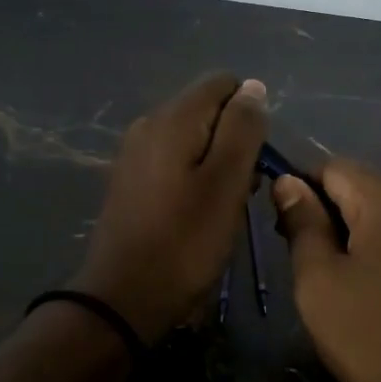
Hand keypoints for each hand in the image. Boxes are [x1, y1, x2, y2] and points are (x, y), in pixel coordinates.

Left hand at [71, 73, 267, 343]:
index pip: (223, 83)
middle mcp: (149, 123)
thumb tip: (252, 87)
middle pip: (208, 109)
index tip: (257, 158)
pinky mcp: (131, 180)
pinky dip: (195, 176)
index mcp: (173, 117)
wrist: (124, 297)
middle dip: (235, 140)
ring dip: (218, 162)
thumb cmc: (185, 241)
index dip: (250, 114)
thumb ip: (243, 129)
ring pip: (193, 137)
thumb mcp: (227, 183)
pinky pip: (174, 160)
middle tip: (245, 189)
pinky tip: (199, 212)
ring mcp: (135, 152)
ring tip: (226, 206)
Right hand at [273, 159, 380, 381]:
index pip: (335, 168)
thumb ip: (302, 225)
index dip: (304, 190)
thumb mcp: (319, 284)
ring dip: (371, 237)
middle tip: (318, 267)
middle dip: (338, 216)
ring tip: (357, 286)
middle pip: (370, 190)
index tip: (289, 231)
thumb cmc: (374, 340)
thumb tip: (289, 182)